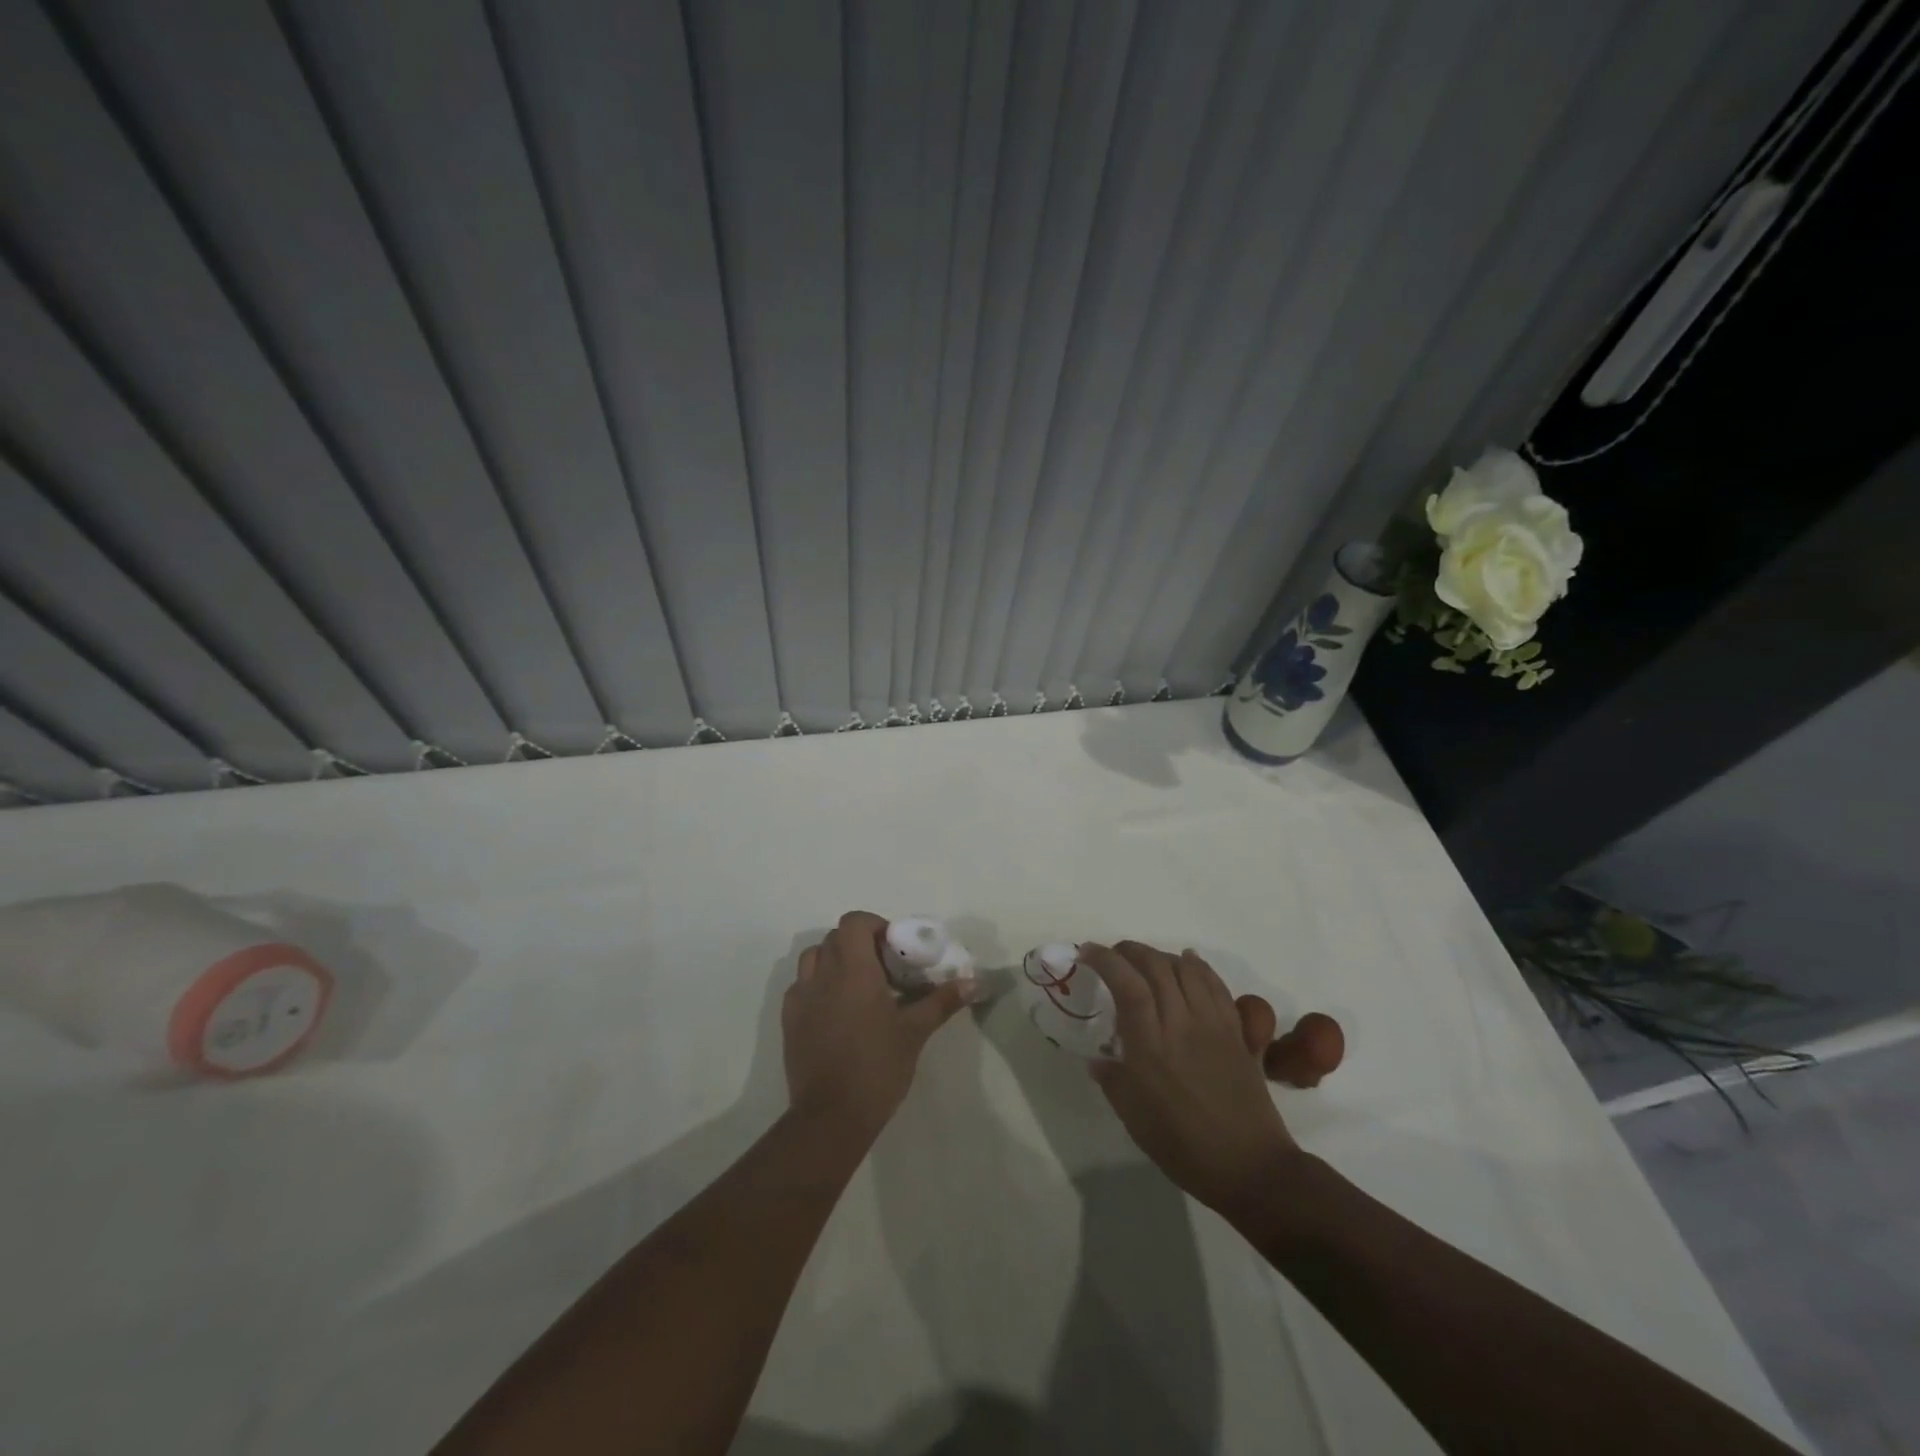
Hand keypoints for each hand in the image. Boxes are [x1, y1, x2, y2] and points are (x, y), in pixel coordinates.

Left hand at [784, 911, 972, 1139]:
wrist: (830, 1116)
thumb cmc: (877, 1067)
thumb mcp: (915, 1032)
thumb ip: (942, 1001)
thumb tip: (974, 982)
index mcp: (853, 969)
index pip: (854, 922)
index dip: (874, 926)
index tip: (893, 948)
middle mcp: (822, 974)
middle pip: (835, 937)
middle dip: (859, 944)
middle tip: (883, 969)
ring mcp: (800, 997)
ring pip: (813, 958)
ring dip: (835, 960)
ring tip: (858, 987)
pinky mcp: (788, 1019)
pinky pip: (802, 986)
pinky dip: (819, 985)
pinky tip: (837, 1011)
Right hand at [1083, 941, 1297, 1214]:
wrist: (1251, 1167)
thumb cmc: (1184, 1147)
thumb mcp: (1134, 1119)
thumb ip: (1112, 1081)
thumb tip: (1096, 1059)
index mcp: (1151, 1047)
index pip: (1128, 985)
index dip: (1106, 960)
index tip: (1086, 952)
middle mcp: (1182, 1025)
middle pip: (1156, 966)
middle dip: (1130, 950)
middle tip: (1112, 955)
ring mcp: (1213, 1024)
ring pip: (1186, 969)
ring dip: (1160, 955)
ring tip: (1145, 961)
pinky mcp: (1236, 1030)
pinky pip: (1215, 984)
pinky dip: (1197, 966)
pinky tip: (1187, 962)